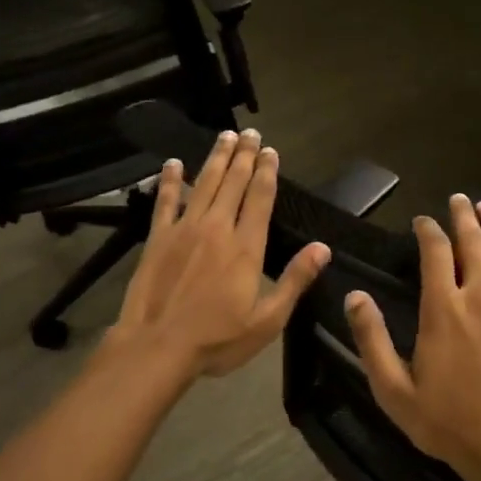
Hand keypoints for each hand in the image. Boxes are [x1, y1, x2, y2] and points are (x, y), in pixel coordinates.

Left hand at [113, 128, 329, 378]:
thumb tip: (322, 248)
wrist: (157, 347)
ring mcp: (185, 229)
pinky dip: (169, 180)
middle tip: (250, 133)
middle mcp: (217, 228)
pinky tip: (172, 163)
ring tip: (225, 136)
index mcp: (246, 247)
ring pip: (203, 183)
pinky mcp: (158, 238)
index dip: (267, 172)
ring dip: (215, 158)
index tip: (271, 151)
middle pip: (233, 183)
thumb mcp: (268, 320)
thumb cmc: (217, 339)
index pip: (260, 199)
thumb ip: (295, 281)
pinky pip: (165, 201)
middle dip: (244, 156)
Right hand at [344, 194, 480, 480]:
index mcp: (444, 307)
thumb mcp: (394, 390)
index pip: (435, 252)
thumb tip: (355, 296)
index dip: (428, 230)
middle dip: (464, 216)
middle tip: (460, 200)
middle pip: (474, 241)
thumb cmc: (450, 423)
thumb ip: (372, 340)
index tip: (423, 221)